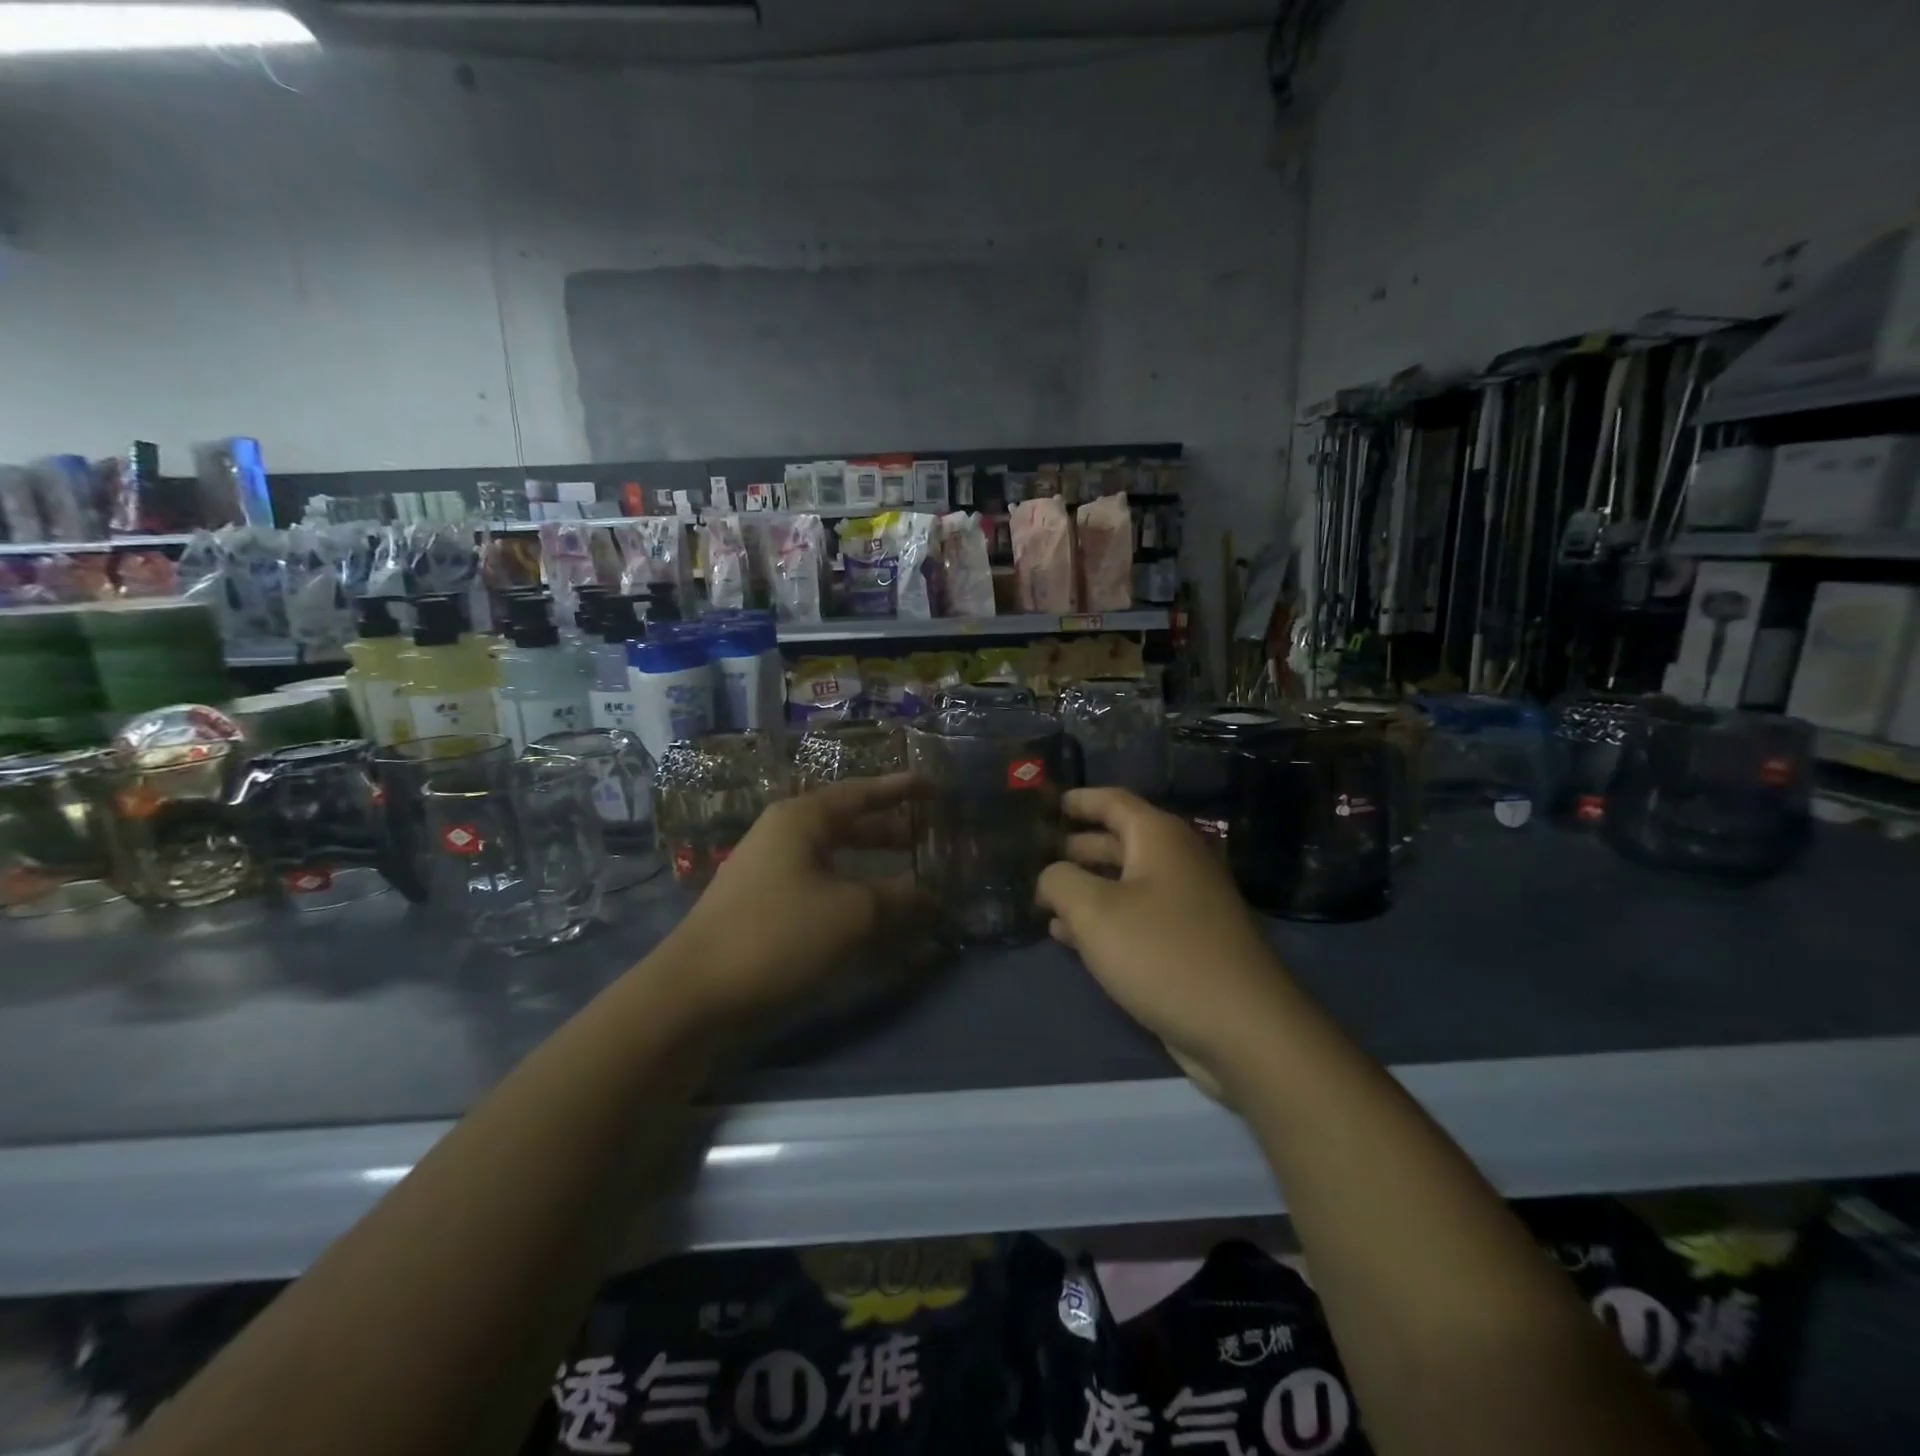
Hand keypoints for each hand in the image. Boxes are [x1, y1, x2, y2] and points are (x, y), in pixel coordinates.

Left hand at [666, 774, 918, 1023]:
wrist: (695, 995)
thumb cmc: (778, 934)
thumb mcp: (850, 913)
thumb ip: (896, 898)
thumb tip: (930, 894)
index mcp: (801, 820)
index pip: (859, 793)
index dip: (898, 789)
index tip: (932, 786)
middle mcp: (784, 838)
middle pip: (846, 825)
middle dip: (888, 832)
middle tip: (926, 839)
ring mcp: (770, 875)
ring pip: (834, 862)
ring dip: (871, 869)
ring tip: (909, 880)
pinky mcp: (765, 910)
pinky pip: (820, 891)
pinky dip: (850, 898)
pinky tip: (874, 920)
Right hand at [1037, 788, 1294, 1098]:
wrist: (1241, 1026)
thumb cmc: (1161, 952)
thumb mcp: (1094, 911)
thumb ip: (1060, 882)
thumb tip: (1051, 875)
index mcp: (1159, 838)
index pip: (1113, 801)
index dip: (1079, 800)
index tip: (1047, 803)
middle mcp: (1176, 861)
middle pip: (1118, 841)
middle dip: (1076, 847)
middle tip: (1034, 854)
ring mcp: (1185, 903)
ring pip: (1124, 883)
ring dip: (1085, 887)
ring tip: (1042, 897)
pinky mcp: (1187, 942)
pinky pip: (1136, 917)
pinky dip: (1102, 919)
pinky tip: (1068, 936)